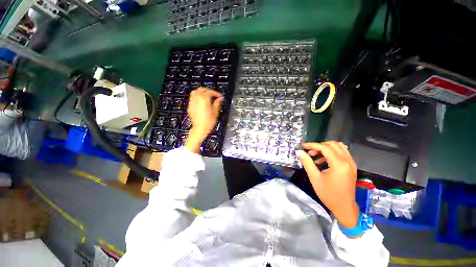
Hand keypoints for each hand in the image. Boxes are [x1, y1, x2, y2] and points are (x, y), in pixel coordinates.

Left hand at [185, 87, 221, 152]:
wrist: (200, 129)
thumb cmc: (208, 122)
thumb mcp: (215, 112)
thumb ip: (217, 103)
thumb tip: (220, 99)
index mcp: (204, 100)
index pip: (210, 92)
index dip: (215, 93)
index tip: (219, 96)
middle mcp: (197, 99)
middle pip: (202, 90)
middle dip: (208, 90)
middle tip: (214, 94)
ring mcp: (192, 103)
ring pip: (195, 92)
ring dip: (202, 92)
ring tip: (207, 96)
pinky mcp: (190, 106)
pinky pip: (192, 97)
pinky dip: (197, 96)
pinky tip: (201, 100)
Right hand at [296, 141, 359, 227]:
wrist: (344, 208)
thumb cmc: (329, 194)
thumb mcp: (315, 178)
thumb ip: (307, 162)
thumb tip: (299, 152)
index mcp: (339, 164)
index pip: (325, 148)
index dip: (312, 145)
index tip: (303, 146)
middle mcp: (347, 161)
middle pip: (333, 144)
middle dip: (320, 146)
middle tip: (310, 152)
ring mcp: (351, 164)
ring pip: (339, 147)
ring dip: (326, 148)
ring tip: (315, 156)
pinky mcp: (351, 167)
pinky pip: (342, 154)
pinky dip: (331, 153)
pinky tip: (322, 161)